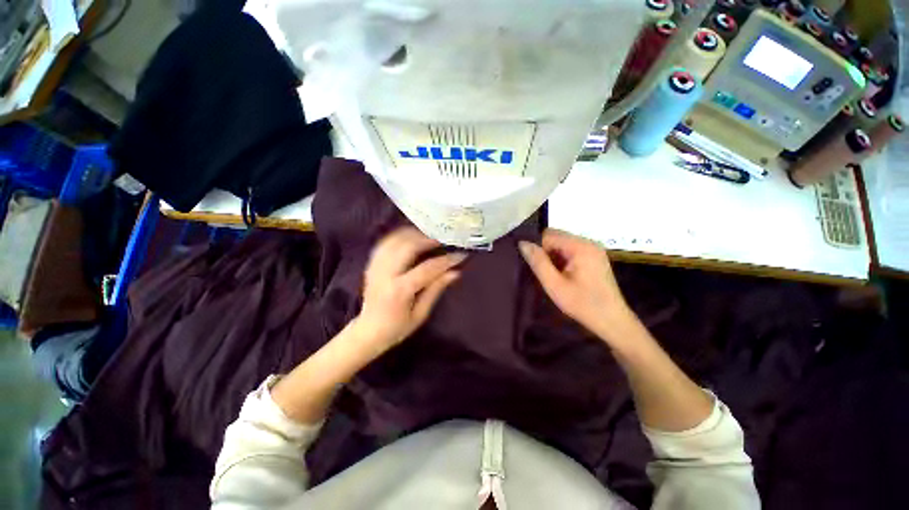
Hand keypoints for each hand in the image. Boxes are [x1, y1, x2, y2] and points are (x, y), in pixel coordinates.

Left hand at [357, 227, 465, 351]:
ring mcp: (375, 267)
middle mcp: (385, 274)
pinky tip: (411, 237)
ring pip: (395, 240)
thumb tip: (455, 272)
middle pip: (408, 246)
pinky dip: (399, 236)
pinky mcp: (371, 264)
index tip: (461, 255)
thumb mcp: (421, 314)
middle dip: (428, 239)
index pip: (427, 269)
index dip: (446, 260)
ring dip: (414, 234)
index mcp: (399, 291)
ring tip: (429, 236)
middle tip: (444, 239)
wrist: (368, 331)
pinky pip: (385, 243)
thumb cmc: (397, 328)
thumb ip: (436, 290)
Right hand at [519, 229, 634, 345]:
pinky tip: (565, 275)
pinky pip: (571, 250)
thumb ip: (538, 262)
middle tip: (547, 273)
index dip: (539, 249)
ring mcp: (594, 249)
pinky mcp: (595, 256)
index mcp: (580, 246)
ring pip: (563, 244)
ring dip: (554, 257)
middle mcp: (588, 242)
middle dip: (546, 252)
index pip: (549, 235)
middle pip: (557, 237)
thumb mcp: (554, 285)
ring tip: (555, 276)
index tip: (539, 268)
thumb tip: (522, 243)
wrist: (612, 321)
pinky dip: (563, 259)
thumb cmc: (582, 304)